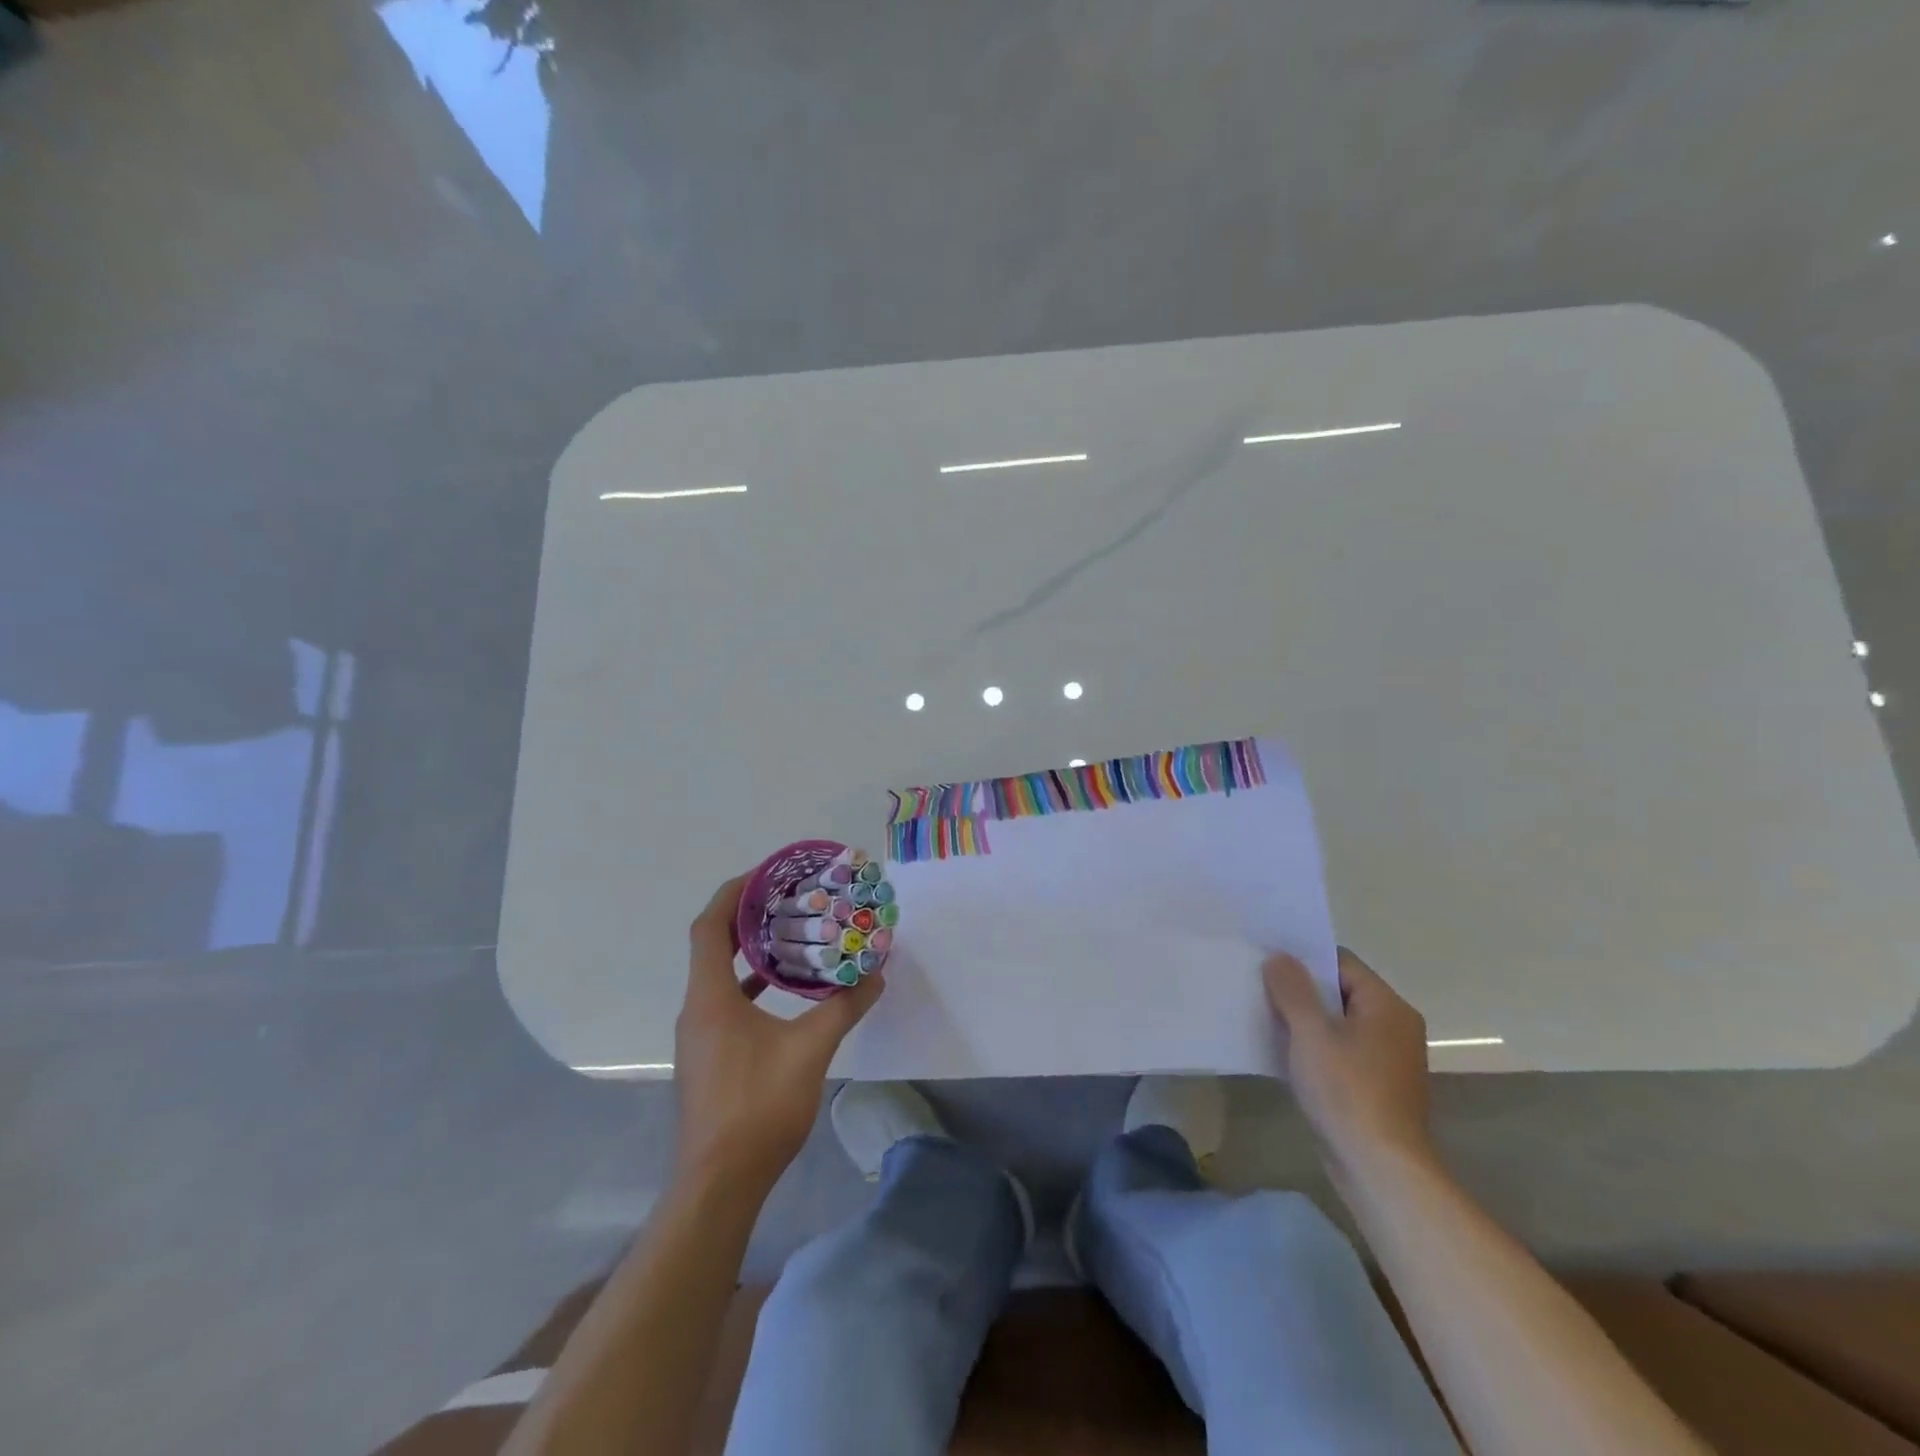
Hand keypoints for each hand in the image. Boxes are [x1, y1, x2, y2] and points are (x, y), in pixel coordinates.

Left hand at [672, 876, 883, 1193]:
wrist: (719, 1184)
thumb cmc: (758, 1108)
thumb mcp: (810, 1051)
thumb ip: (844, 1007)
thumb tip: (876, 974)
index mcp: (711, 997)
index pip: (709, 926)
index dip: (733, 893)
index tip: (766, 874)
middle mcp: (698, 1009)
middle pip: (713, 944)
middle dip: (747, 916)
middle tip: (789, 898)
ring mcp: (700, 1035)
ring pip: (720, 975)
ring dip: (750, 950)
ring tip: (792, 934)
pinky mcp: (710, 1056)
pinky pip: (727, 1001)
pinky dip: (752, 983)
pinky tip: (785, 990)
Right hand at [1262, 947, 1432, 1174]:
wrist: (1380, 1169)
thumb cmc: (1347, 1091)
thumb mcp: (1311, 1033)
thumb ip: (1292, 990)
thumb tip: (1280, 958)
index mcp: (1387, 1006)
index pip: (1341, 962)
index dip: (1303, 957)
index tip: (1266, 958)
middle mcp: (1395, 1027)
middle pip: (1340, 992)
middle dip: (1300, 989)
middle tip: (1258, 984)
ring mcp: (1388, 1059)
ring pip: (1338, 1023)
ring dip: (1305, 1020)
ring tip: (1264, 1015)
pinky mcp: (1376, 1087)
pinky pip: (1341, 1051)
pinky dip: (1315, 1047)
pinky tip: (1285, 1053)